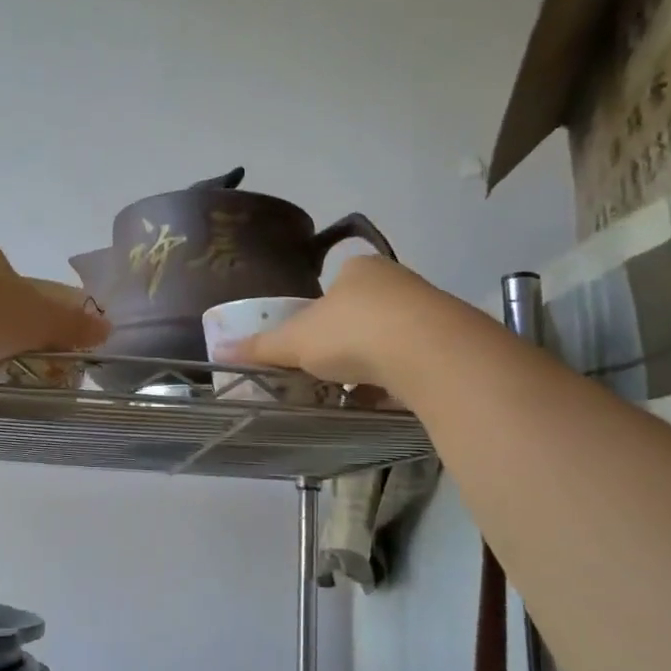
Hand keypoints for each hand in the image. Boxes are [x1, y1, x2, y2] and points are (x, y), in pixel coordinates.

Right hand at [229, 256, 448, 389]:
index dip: (319, 315)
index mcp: (359, 269)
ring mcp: (429, 310)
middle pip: (364, 313)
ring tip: (355, 393)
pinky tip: (385, 401)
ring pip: (392, 338)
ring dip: (373, 364)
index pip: (335, 287)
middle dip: (347, 343)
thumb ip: (262, 347)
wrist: (429, 352)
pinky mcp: (451, 343)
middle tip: (329, 371)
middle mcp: (397, 281)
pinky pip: (415, 362)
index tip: (311, 344)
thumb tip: (220, 349)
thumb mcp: (296, 341)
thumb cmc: (352, 332)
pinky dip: (398, 381)